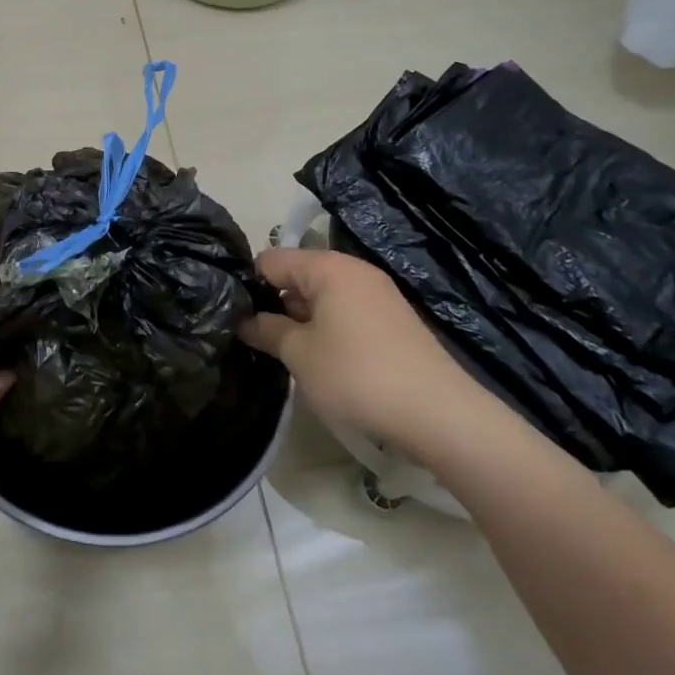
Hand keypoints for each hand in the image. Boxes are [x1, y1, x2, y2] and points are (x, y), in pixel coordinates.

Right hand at [240, 247, 483, 455]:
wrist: (439, 414)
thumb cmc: (357, 374)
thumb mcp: (299, 354)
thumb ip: (266, 330)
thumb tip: (244, 321)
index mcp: (328, 267)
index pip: (271, 260)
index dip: (249, 285)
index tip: (234, 316)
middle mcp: (354, 270)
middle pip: (298, 275)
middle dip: (275, 303)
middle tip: (257, 339)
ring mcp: (378, 294)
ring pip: (322, 296)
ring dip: (302, 319)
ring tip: (287, 353)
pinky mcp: (393, 319)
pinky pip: (346, 312)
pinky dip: (328, 328)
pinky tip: (324, 360)